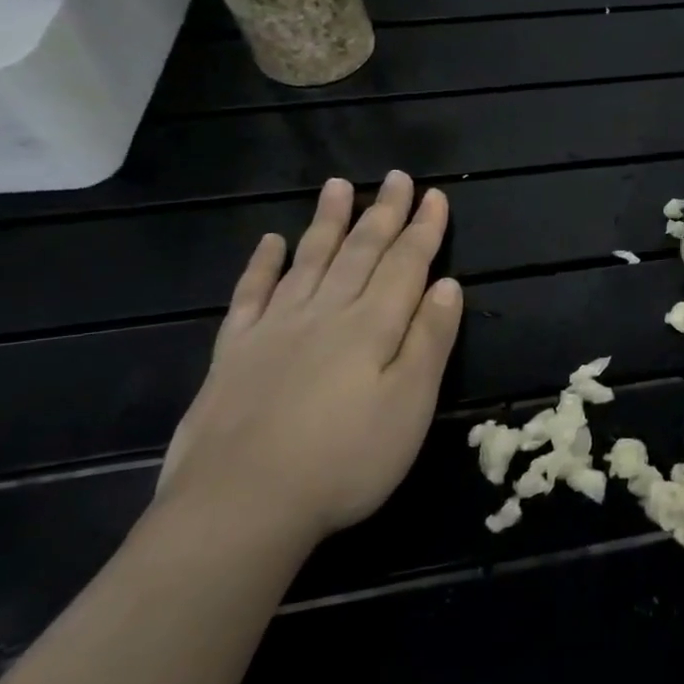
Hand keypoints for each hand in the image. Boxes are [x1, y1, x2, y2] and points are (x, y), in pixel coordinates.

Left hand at [157, 172, 463, 545]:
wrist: (240, 506)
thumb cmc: (345, 461)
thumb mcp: (410, 406)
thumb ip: (430, 341)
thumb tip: (449, 286)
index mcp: (372, 327)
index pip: (405, 265)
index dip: (423, 230)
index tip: (436, 196)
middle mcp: (325, 314)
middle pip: (360, 252)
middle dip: (383, 213)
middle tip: (395, 176)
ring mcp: (275, 330)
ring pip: (309, 261)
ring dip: (328, 222)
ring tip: (338, 185)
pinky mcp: (234, 353)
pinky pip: (250, 295)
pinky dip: (262, 265)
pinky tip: (269, 242)